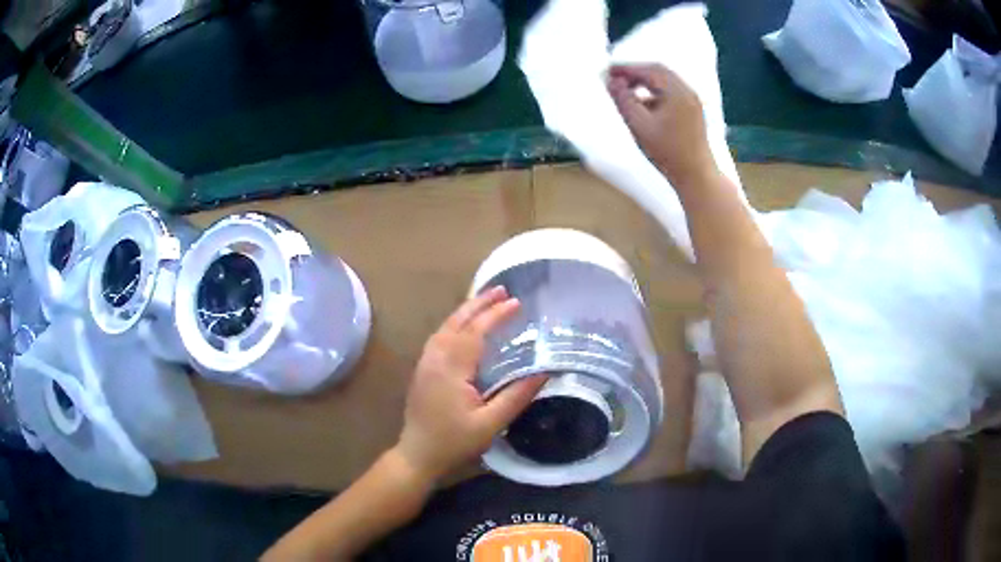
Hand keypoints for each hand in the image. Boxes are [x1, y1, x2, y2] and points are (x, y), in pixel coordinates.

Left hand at [394, 287, 546, 480]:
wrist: (417, 454)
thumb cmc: (454, 442)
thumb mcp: (491, 424)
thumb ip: (517, 396)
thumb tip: (544, 372)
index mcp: (451, 368)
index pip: (475, 332)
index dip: (496, 315)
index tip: (517, 303)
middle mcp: (435, 358)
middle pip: (457, 321)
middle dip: (479, 303)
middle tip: (502, 290)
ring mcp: (425, 362)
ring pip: (445, 326)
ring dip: (466, 311)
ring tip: (487, 301)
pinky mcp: (423, 369)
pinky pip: (440, 336)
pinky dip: (456, 323)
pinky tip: (466, 325)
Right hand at [608, 64, 716, 185]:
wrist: (696, 176)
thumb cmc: (667, 152)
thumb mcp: (639, 125)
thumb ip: (623, 100)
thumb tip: (612, 82)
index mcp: (677, 91)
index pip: (649, 70)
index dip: (626, 68)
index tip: (608, 71)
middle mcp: (687, 92)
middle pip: (659, 72)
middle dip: (636, 73)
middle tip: (615, 78)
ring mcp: (693, 102)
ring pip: (665, 83)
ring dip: (645, 83)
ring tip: (626, 91)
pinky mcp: (693, 113)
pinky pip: (671, 94)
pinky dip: (655, 94)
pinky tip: (643, 106)